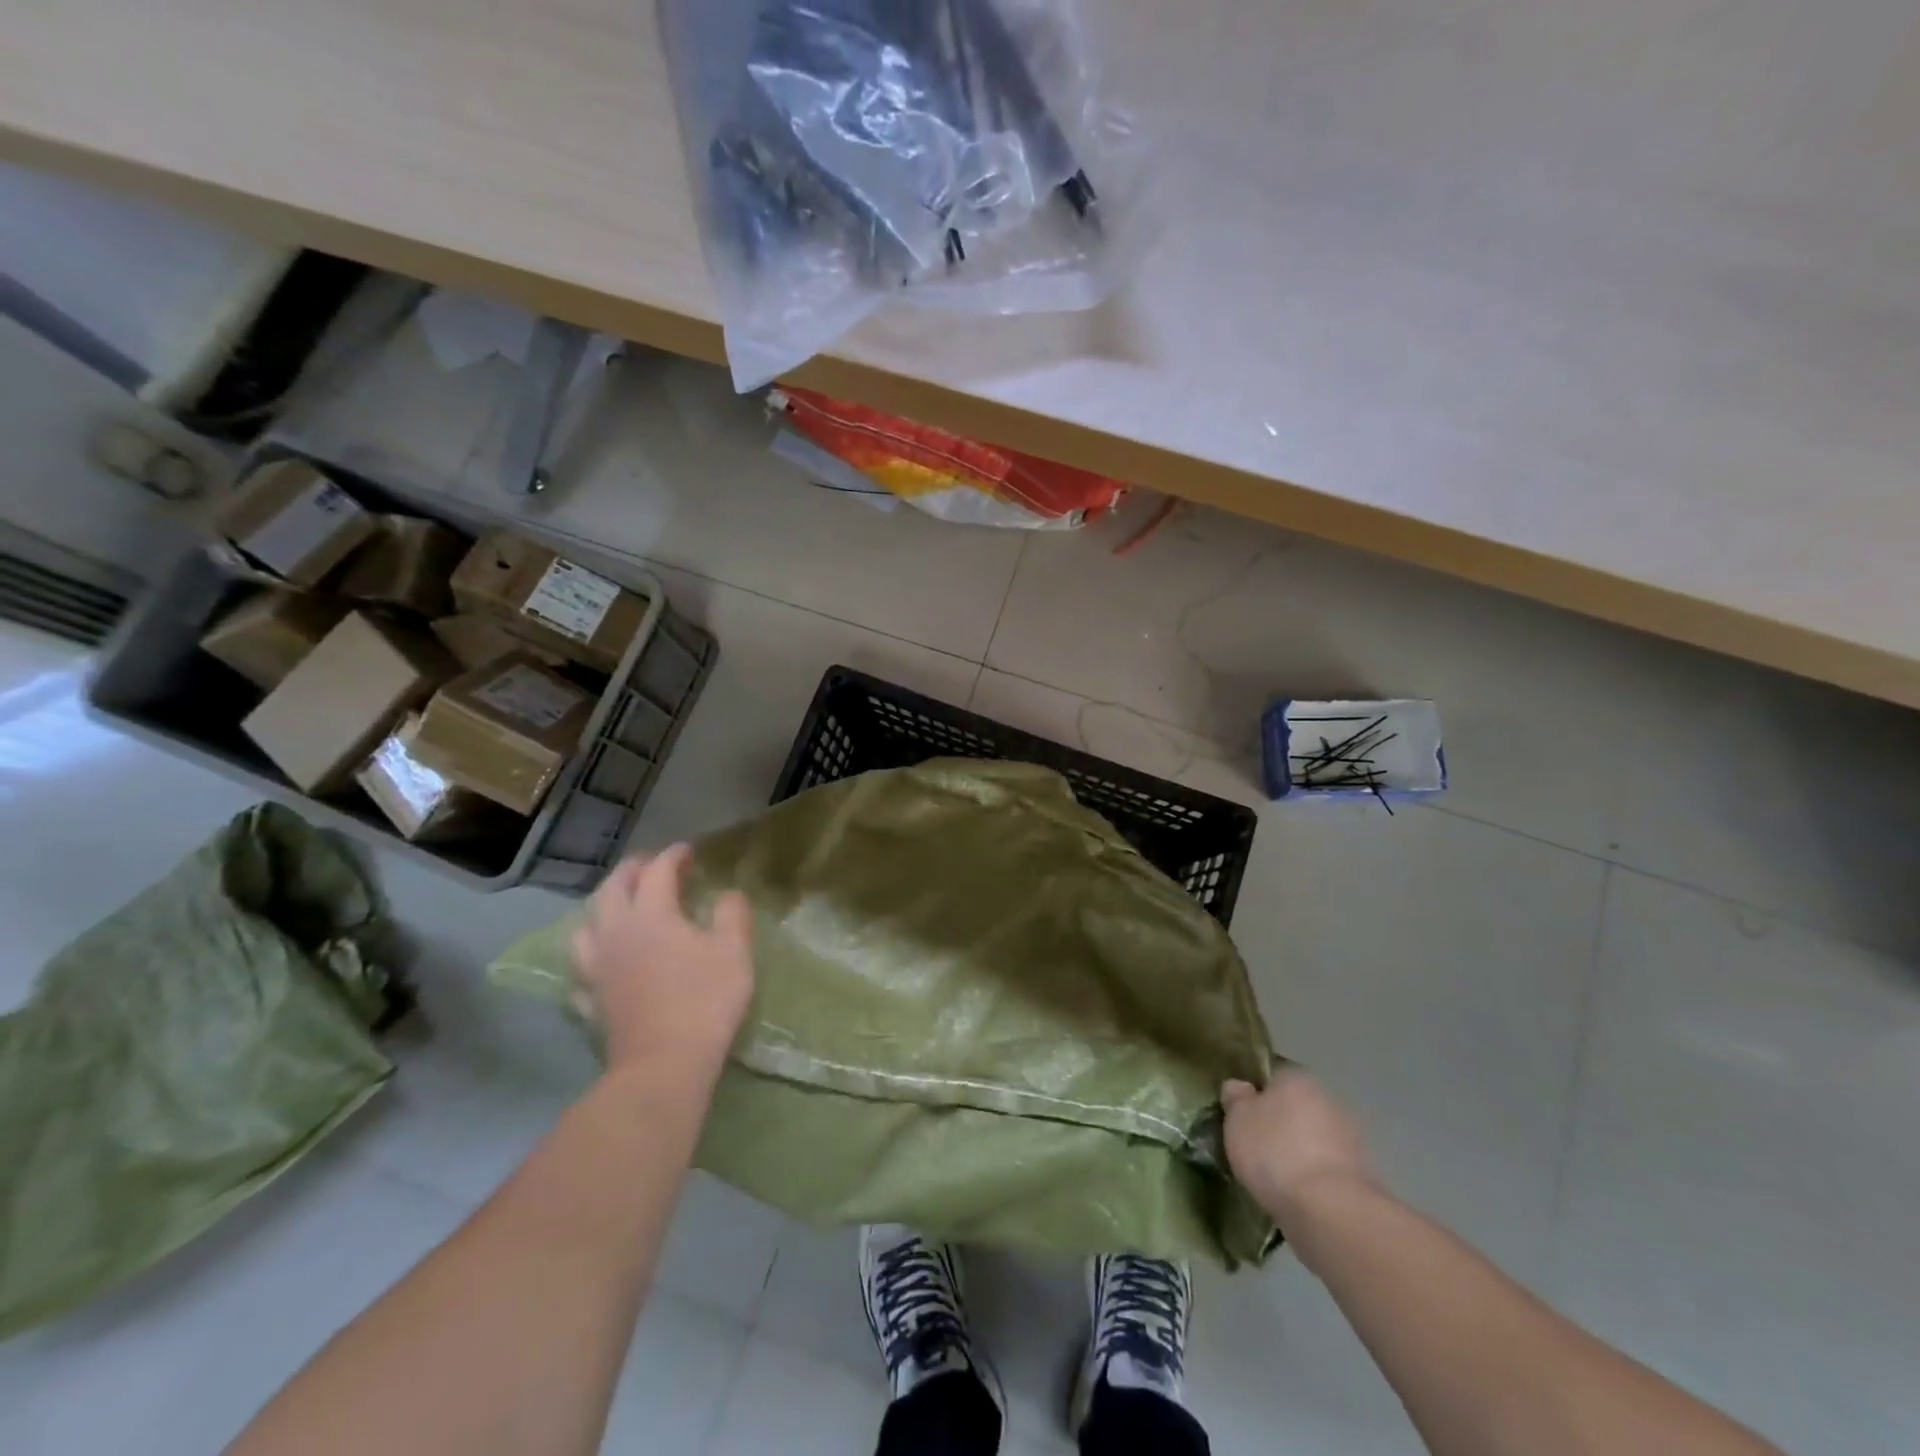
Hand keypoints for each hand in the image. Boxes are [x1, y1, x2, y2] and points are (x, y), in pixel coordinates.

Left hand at [570, 844, 753, 1082]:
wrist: (663, 1065)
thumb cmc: (704, 1000)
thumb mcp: (734, 950)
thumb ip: (731, 913)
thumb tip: (727, 894)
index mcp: (651, 914)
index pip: (657, 871)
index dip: (674, 856)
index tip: (689, 851)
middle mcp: (616, 933)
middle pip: (612, 889)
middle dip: (632, 871)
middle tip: (652, 867)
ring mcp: (597, 968)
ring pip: (586, 926)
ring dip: (603, 908)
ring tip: (621, 909)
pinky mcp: (591, 1000)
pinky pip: (583, 968)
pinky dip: (594, 955)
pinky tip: (605, 962)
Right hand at [1221, 1067, 1372, 1224]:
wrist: (1331, 1213)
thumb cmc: (1276, 1152)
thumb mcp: (1237, 1119)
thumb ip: (1236, 1097)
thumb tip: (1239, 1087)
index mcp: (1298, 1077)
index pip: (1271, 1072)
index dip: (1252, 1089)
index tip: (1237, 1111)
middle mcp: (1328, 1099)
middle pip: (1294, 1105)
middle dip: (1276, 1121)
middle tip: (1251, 1143)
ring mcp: (1350, 1138)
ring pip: (1311, 1137)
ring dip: (1295, 1149)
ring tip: (1270, 1174)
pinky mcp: (1360, 1176)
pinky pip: (1324, 1167)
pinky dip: (1311, 1176)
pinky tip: (1293, 1193)